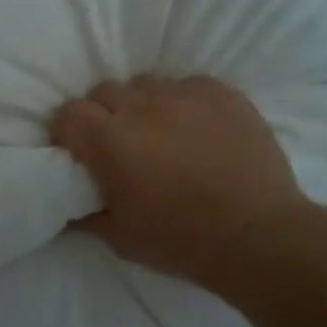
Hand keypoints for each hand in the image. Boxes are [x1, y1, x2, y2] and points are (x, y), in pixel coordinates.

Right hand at [50, 76, 305, 291]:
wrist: (258, 235)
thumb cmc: (182, 241)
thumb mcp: (121, 239)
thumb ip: (86, 214)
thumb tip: (68, 203)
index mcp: (109, 140)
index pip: (68, 113)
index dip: (69, 133)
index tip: (81, 153)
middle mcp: (141, 106)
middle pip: (104, 91)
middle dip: (104, 114)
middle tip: (122, 145)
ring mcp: (183, 94)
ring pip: (146, 84)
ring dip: (144, 105)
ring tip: (163, 133)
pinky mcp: (220, 91)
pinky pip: (188, 85)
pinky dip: (184, 103)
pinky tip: (199, 130)